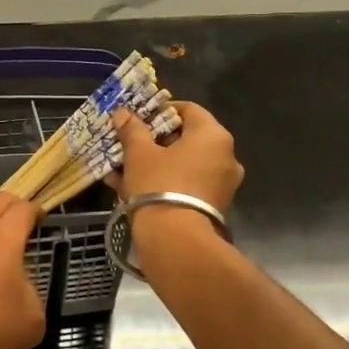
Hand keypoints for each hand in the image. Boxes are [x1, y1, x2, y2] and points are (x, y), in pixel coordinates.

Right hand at [111, 102, 243, 212]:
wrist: (176, 240)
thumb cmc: (159, 184)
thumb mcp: (139, 153)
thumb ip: (132, 130)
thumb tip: (122, 113)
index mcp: (213, 135)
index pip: (188, 109)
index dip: (161, 110)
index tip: (139, 118)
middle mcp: (226, 156)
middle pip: (187, 138)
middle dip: (155, 140)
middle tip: (130, 143)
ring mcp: (222, 183)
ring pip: (184, 164)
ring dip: (155, 163)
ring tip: (124, 167)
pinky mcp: (214, 206)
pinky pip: (186, 184)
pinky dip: (164, 182)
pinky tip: (132, 188)